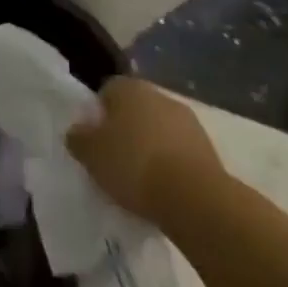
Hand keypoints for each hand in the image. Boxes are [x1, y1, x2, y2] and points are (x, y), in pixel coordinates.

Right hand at [66, 77, 225, 226]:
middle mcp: (160, 95)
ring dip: (151, 148)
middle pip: (136, 110)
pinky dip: (171, 165)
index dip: (98, 114)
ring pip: (159, 131)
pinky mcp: (209, 150)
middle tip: (113, 159)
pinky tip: (163, 189)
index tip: (93, 140)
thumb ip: (79, 138)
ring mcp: (189, 122)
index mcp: (129, 87)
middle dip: (126, 130)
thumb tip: (78, 131)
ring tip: (139, 180)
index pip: (107, 91)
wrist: (195, 199)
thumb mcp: (90, 154)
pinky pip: (179, 152)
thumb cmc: (134, 165)